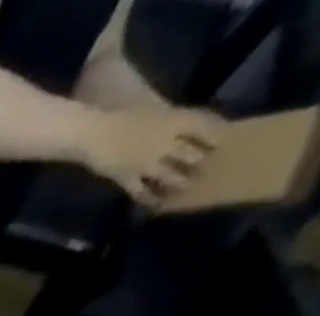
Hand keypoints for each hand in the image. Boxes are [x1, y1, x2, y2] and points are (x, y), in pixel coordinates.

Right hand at [82, 107, 223, 205]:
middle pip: (190, 154)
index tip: (224, 140)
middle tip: (206, 168)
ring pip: (169, 174)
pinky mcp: (127, 179)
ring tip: (184, 188)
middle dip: (198, 161)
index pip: (205, 127)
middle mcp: (167, 144)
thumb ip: (166, 117)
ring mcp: (146, 164)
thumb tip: (177, 123)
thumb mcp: (153, 108)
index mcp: (176, 121)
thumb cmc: (122, 115)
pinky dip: (147, 198)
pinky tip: (153, 203)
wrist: (95, 134)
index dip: (216, 134)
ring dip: (178, 182)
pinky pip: (140, 191)